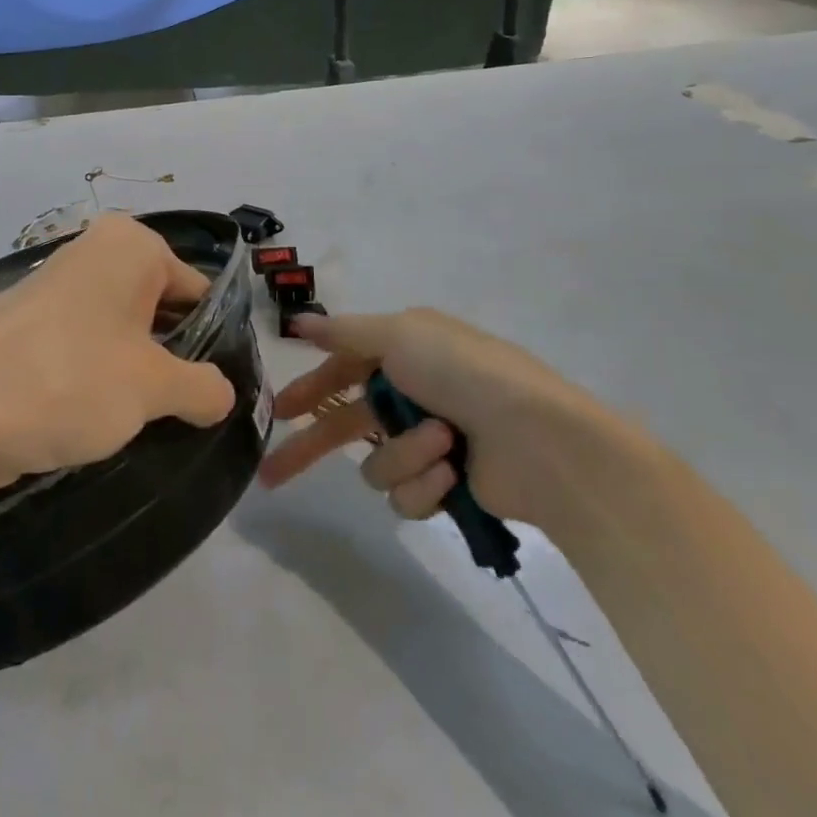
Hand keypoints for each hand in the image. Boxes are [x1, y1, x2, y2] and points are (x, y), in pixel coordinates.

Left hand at [0, 215, 237, 499]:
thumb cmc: (66, 380)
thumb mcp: (153, 388)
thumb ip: (203, 387)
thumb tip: (224, 394)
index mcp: (129, 246)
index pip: (196, 290)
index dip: (213, 341)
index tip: (220, 391)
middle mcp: (92, 254)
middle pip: (158, 308)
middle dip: (174, 358)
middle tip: (189, 413)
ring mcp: (54, 289)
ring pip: (120, 332)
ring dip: (136, 373)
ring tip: (144, 422)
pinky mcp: (26, 328)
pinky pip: (82, 348)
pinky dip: (97, 379)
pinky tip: (94, 421)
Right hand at [256, 308, 609, 524]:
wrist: (542, 440)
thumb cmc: (466, 373)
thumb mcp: (400, 335)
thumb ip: (343, 332)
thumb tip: (297, 322)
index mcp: (404, 353)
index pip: (342, 370)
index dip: (309, 388)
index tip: (278, 410)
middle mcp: (413, 395)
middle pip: (346, 425)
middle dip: (312, 448)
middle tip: (273, 476)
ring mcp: (429, 444)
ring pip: (377, 463)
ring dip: (404, 454)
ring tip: (442, 445)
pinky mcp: (446, 488)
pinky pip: (407, 494)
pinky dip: (426, 482)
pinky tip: (451, 473)